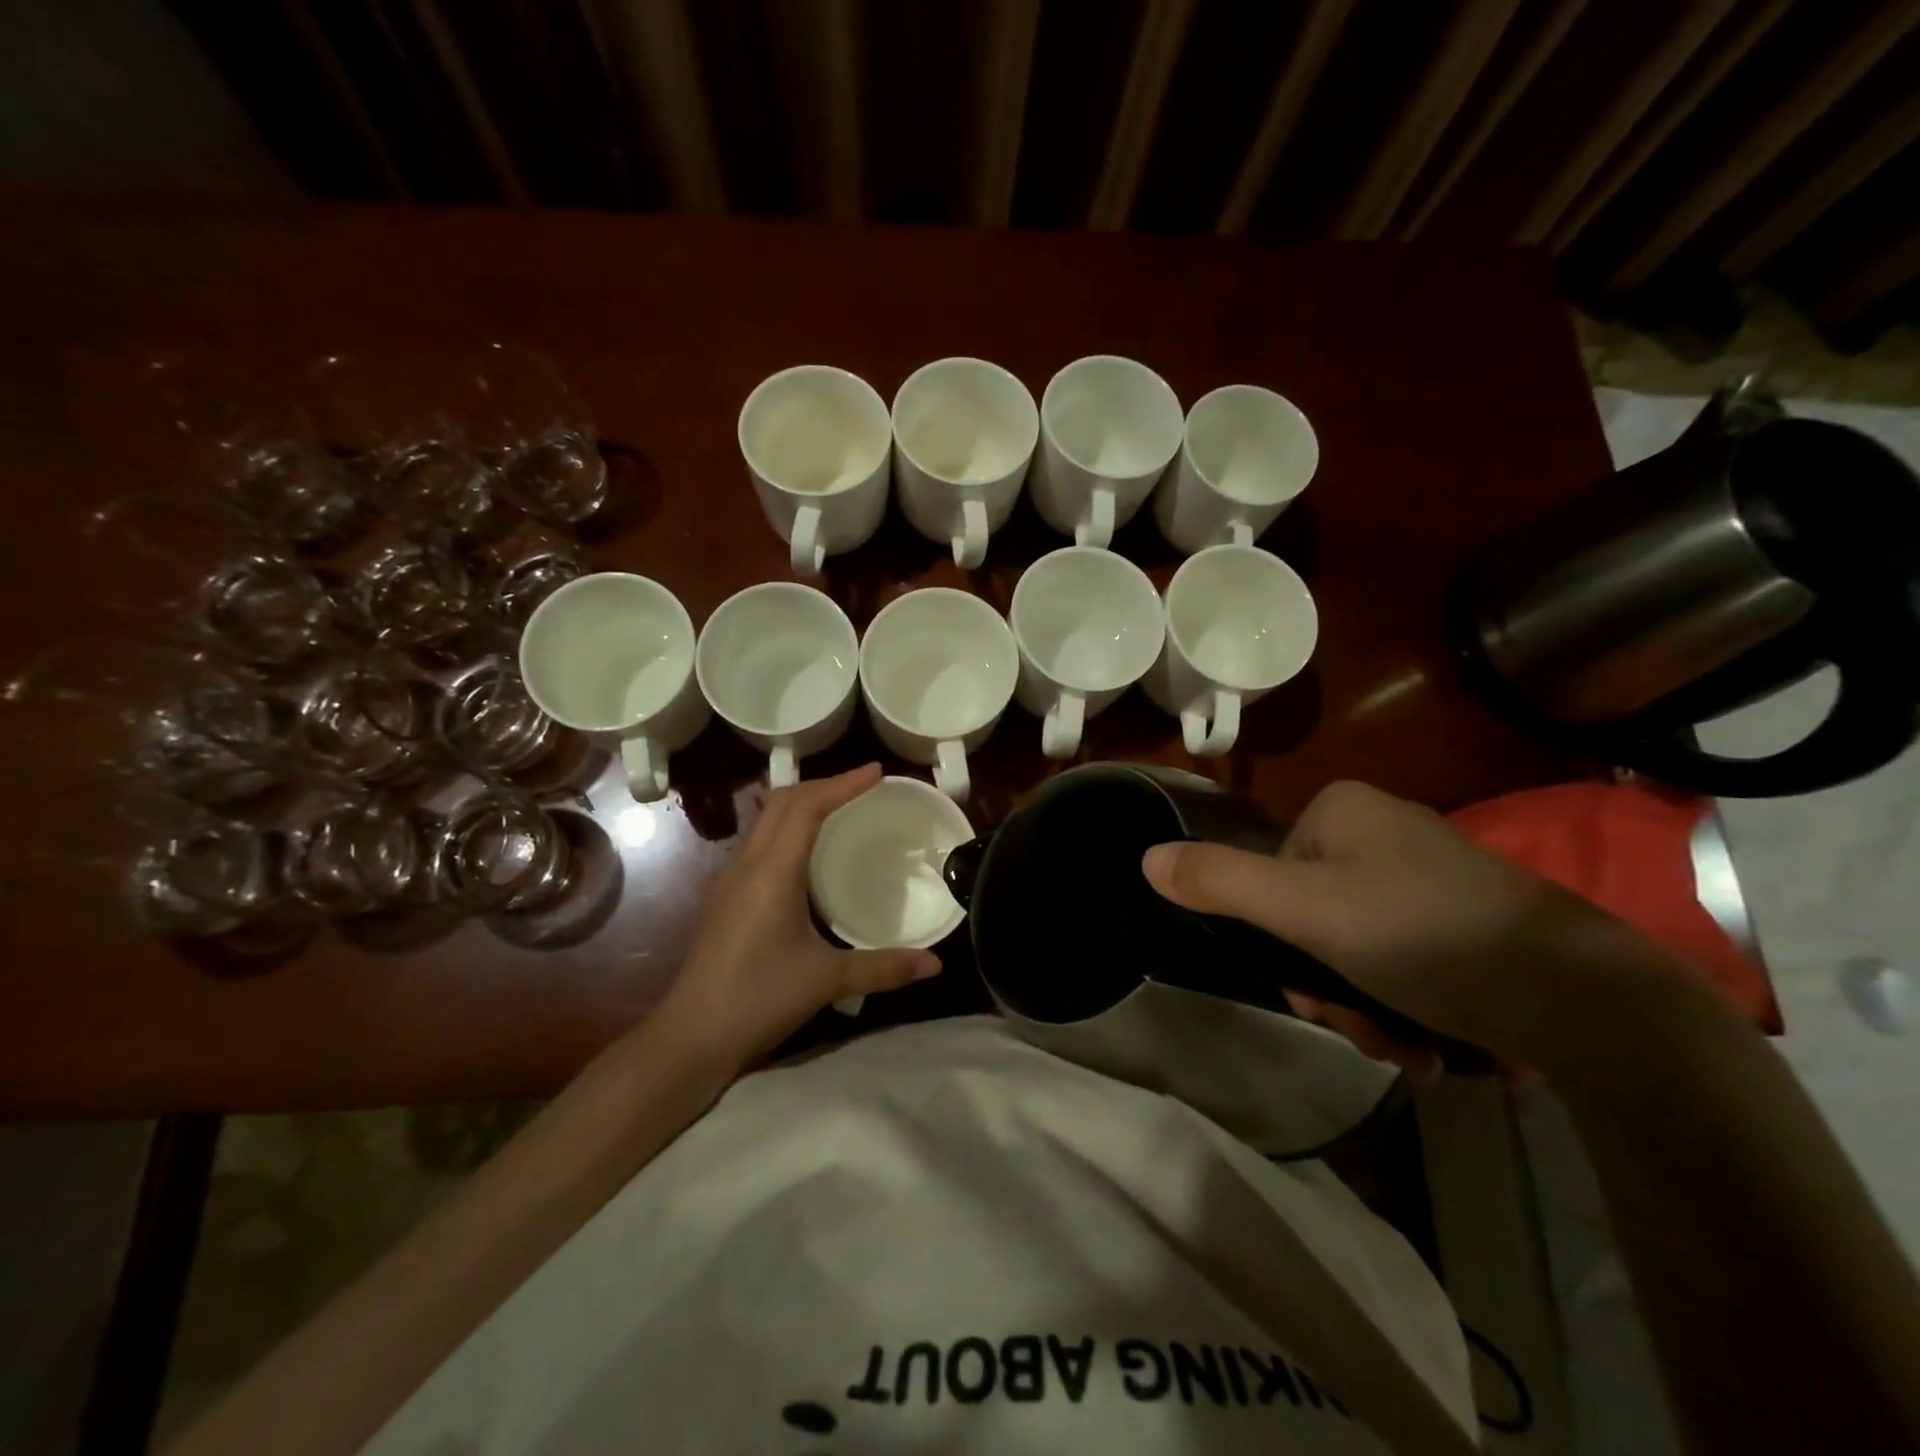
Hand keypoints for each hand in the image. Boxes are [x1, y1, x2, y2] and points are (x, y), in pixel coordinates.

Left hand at [656, 764, 940, 1071]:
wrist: (689, 1038)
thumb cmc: (758, 1000)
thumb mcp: (827, 981)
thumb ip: (883, 968)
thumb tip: (934, 964)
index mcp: (773, 872)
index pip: (807, 808)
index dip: (843, 783)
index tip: (876, 771)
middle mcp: (748, 865)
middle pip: (782, 802)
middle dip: (823, 785)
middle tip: (861, 785)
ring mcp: (729, 880)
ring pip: (766, 820)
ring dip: (801, 804)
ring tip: (838, 808)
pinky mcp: (723, 899)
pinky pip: (758, 844)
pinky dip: (787, 829)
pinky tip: (805, 854)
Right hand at [1142, 780, 1687, 1077]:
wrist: (1584, 997)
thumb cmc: (1422, 935)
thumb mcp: (1303, 911)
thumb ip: (1220, 883)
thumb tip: (1146, 859)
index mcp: (1342, 810)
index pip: (1271, 877)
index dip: (1278, 941)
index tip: (1306, 991)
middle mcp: (1383, 830)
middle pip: (1313, 916)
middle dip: (1327, 986)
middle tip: (1361, 1030)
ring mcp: (1429, 873)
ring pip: (1356, 945)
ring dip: (1364, 1006)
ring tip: (1403, 1048)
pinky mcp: (1469, 917)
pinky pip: (1404, 956)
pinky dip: (1404, 1002)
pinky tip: (1429, 1045)